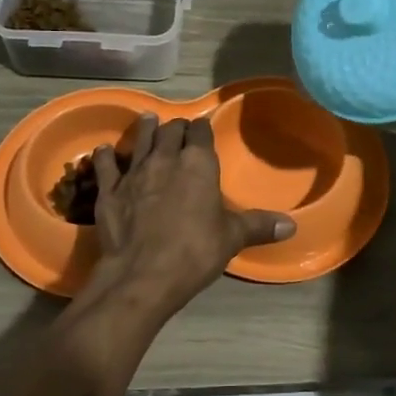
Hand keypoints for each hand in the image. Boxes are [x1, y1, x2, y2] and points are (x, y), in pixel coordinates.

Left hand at [90, 113, 292, 315]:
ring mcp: (133, 172)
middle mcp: (165, 159)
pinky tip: (105, 151)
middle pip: (170, 130)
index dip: (202, 129)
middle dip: (176, 128)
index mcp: (198, 164)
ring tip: (149, 121)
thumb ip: (258, 226)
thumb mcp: (232, 238)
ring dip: (146, 130)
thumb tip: (290, 226)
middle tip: (178, 131)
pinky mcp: (108, 190)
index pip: (200, 132)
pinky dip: (106, 155)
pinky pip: (106, 164)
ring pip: (140, 140)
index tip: (202, 130)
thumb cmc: (195, 252)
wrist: (143, 274)